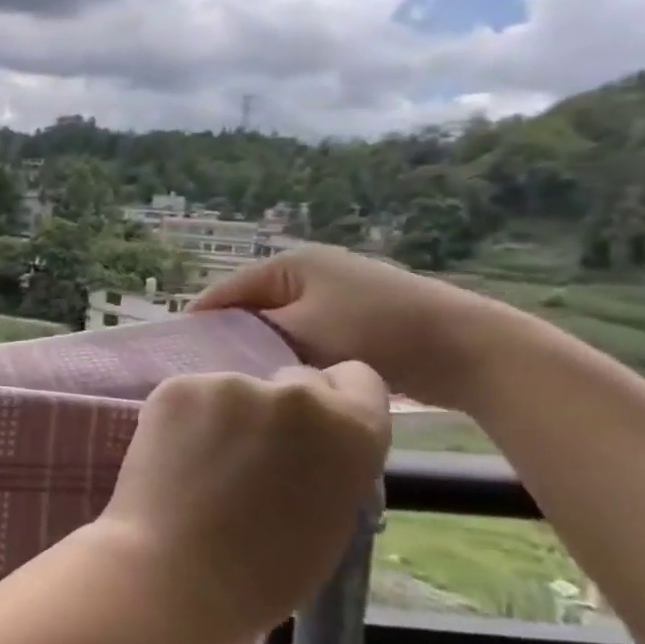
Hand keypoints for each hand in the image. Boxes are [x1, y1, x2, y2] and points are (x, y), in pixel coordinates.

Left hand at [99, 363, 391, 643]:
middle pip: (295, 381)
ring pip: (235, 391)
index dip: (336, 403)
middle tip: (253, 453)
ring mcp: (230, 384)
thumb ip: (330, 465)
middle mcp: (294, 394)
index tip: (313, 429)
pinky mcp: (177, 387)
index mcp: (350, 429)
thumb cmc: (264, 570)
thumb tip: (311, 444)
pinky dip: (186, 418)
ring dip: (227, 415)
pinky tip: (174, 456)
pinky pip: (191, 396)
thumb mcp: (331, 517)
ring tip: (204, 465)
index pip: (357, 381)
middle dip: (280, 409)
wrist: (175, 570)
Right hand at [190, 246, 493, 409]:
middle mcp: (307, 271)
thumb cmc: (375, 331)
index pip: (225, 292)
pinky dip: (290, 354)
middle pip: (249, 308)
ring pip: (276, 325)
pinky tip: (281, 379)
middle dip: (231, 338)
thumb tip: (217, 344)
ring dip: (262, 350)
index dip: (200, 323)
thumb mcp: (302, 331)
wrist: (467, 348)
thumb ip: (253, 333)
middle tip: (210, 374)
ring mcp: (331, 294)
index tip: (176, 357)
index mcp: (289, 263)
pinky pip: (302, 336)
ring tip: (242, 380)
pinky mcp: (351, 319)